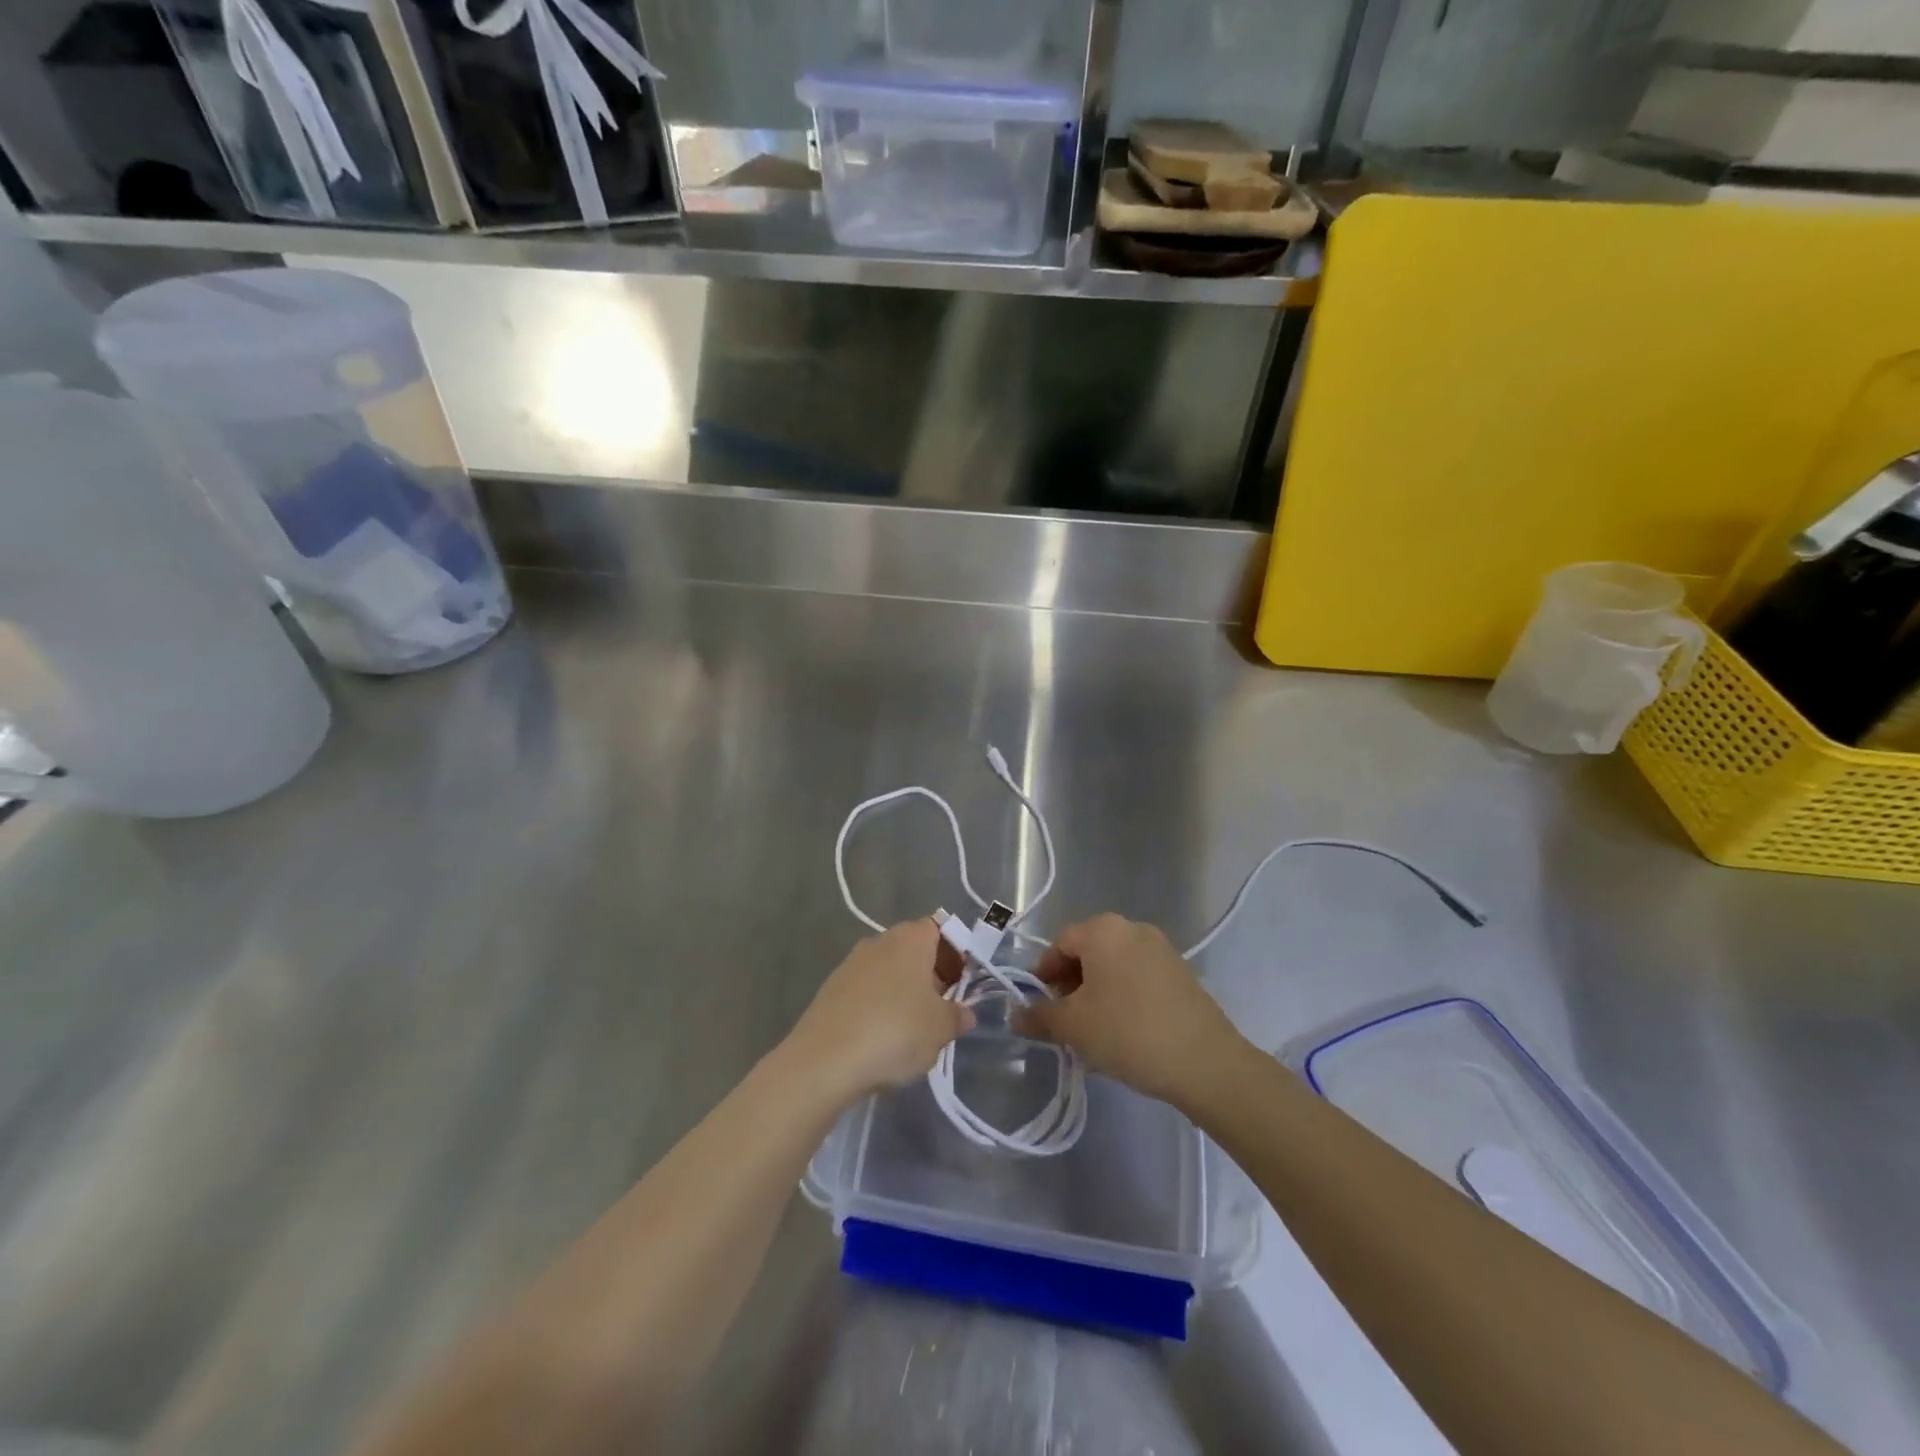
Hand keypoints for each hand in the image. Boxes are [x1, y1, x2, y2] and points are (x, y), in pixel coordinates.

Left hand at [785, 919, 973, 1100]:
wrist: (825, 1061)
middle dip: (930, 975)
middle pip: (913, 949)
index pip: (940, 929)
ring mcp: (850, 964)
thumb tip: (965, 1013)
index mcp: (910, 939)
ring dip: (903, 992)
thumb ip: (958, 1016)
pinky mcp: (831, 990)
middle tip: (941, 1010)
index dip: (955, 953)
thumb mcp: (941, 1029)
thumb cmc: (895, 1032)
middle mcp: (879, 941)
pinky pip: (866, 991)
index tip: (961, 984)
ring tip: (912, 1030)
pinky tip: (880, 1039)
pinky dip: (877, 1007)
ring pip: (888, 971)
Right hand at [1015, 914, 1243, 1105]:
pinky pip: (1139, 978)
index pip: (1059, 944)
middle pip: (1088, 952)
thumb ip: (1039, 1016)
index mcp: (1103, 930)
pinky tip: (1124, 1033)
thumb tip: (1016, 1015)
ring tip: (1094, 1033)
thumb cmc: (1128, 1032)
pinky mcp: (1182, 973)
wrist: (1205, 1062)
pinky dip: (1124, 997)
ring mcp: (1162, 949)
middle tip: (1065, 1022)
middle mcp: (1133, 928)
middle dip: (1070, 985)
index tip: (1040, 1008)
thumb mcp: (1073, 1027)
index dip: (1043, 975)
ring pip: (1114, 967)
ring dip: (1097, 994)